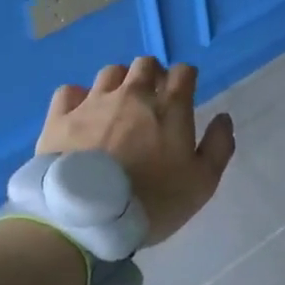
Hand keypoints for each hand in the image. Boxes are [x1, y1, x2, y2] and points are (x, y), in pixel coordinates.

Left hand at [38, 57, 235, 246]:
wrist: (87, 220)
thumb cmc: (152, 201)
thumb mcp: (201, 183)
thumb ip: (218, 146)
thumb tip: (223, 117)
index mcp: (169, 106)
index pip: (183, 72)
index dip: (186, 79)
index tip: (185, 94)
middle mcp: (132, 93)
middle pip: (145, 64)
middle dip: (153, 75)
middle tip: (152, 99)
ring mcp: (93, 102)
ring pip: (109, 73)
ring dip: (119, 83)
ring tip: (117, 106)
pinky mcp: (60, 117)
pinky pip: (69, 91)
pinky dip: (78, 98)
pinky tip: (80, 114)